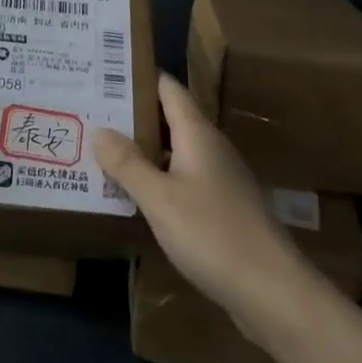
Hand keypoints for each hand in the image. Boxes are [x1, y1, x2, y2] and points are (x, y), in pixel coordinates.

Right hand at [93, 73, 319, 336]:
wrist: (273, 291)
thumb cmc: (212, 234)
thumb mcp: (159, 198)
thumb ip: (127, 163)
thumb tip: (98, 129)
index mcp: (197, 133)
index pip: (167, 88)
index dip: (138, 76)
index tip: (103, 70)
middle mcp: (211, 147)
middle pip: (169, 117)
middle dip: (131, 114)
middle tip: (89, 111)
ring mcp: (220, 179)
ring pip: (174, 151)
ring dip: (142, 148)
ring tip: (100, 148)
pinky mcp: (222, 208)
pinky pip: (182, 179)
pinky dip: (156, 177)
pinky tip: (133, 192)